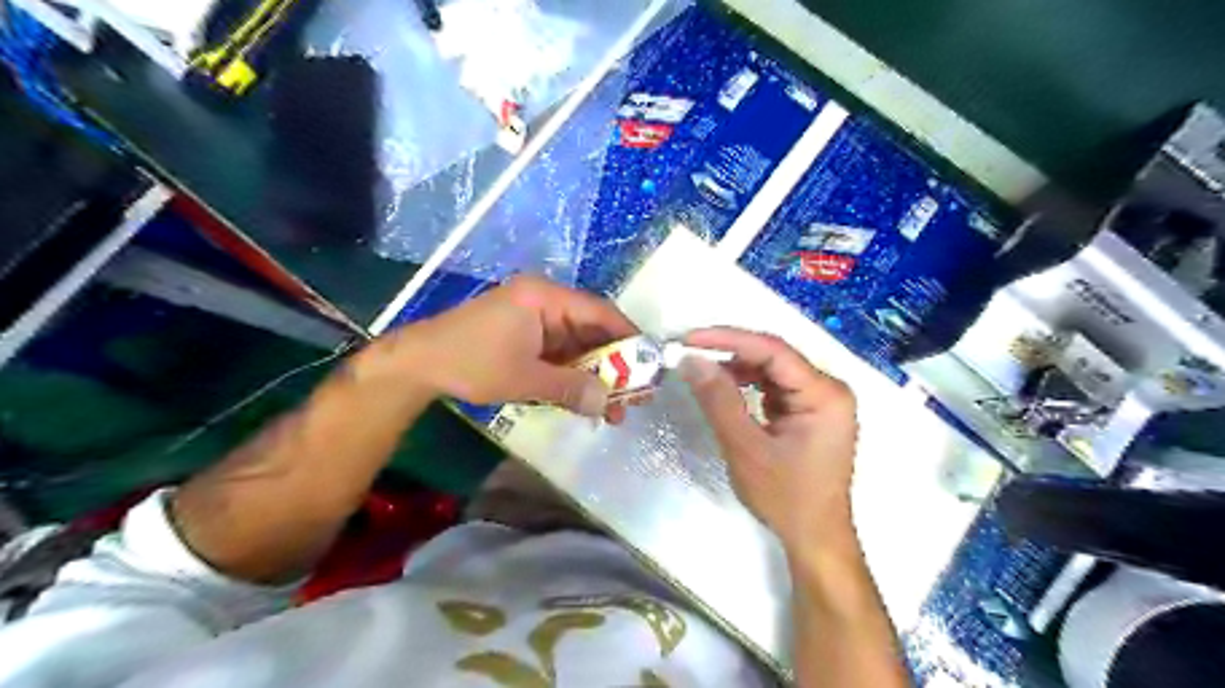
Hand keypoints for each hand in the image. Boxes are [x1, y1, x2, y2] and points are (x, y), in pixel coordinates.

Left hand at [373, 273, 640, 418]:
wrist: (419, 365)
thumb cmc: (472, 362)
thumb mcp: (525, 378)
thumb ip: (570, 388)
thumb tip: (608, 404)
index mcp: (545, 298)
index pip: (599, 312)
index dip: (628, 336)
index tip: (650, 363)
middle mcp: (544, 303)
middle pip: (591, 331)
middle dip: (613, 365)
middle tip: (635, 396)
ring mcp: (534, 321)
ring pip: (577, 347)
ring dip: (594, 376)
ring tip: (613, 409)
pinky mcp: (525, 338)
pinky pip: (560, 356)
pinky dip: (573, 377)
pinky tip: (585, 401)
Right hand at [679, 328, 860, 553]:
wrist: (815, 538)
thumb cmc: (786, 498)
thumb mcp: (746, 448)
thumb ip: (719, 401)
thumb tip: (691, 360)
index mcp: (824, 394)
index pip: (773, 351)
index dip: (729, 339)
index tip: (689, 338)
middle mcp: (828, 389)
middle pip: (774, 357)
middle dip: (730, 353)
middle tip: (689, 352)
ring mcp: (821, 401)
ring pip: (772, 371)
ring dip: (737, 369)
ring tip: (701, 371)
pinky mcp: (809, 412)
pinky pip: (774, 387)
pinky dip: (748, 386)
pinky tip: (725, 389)